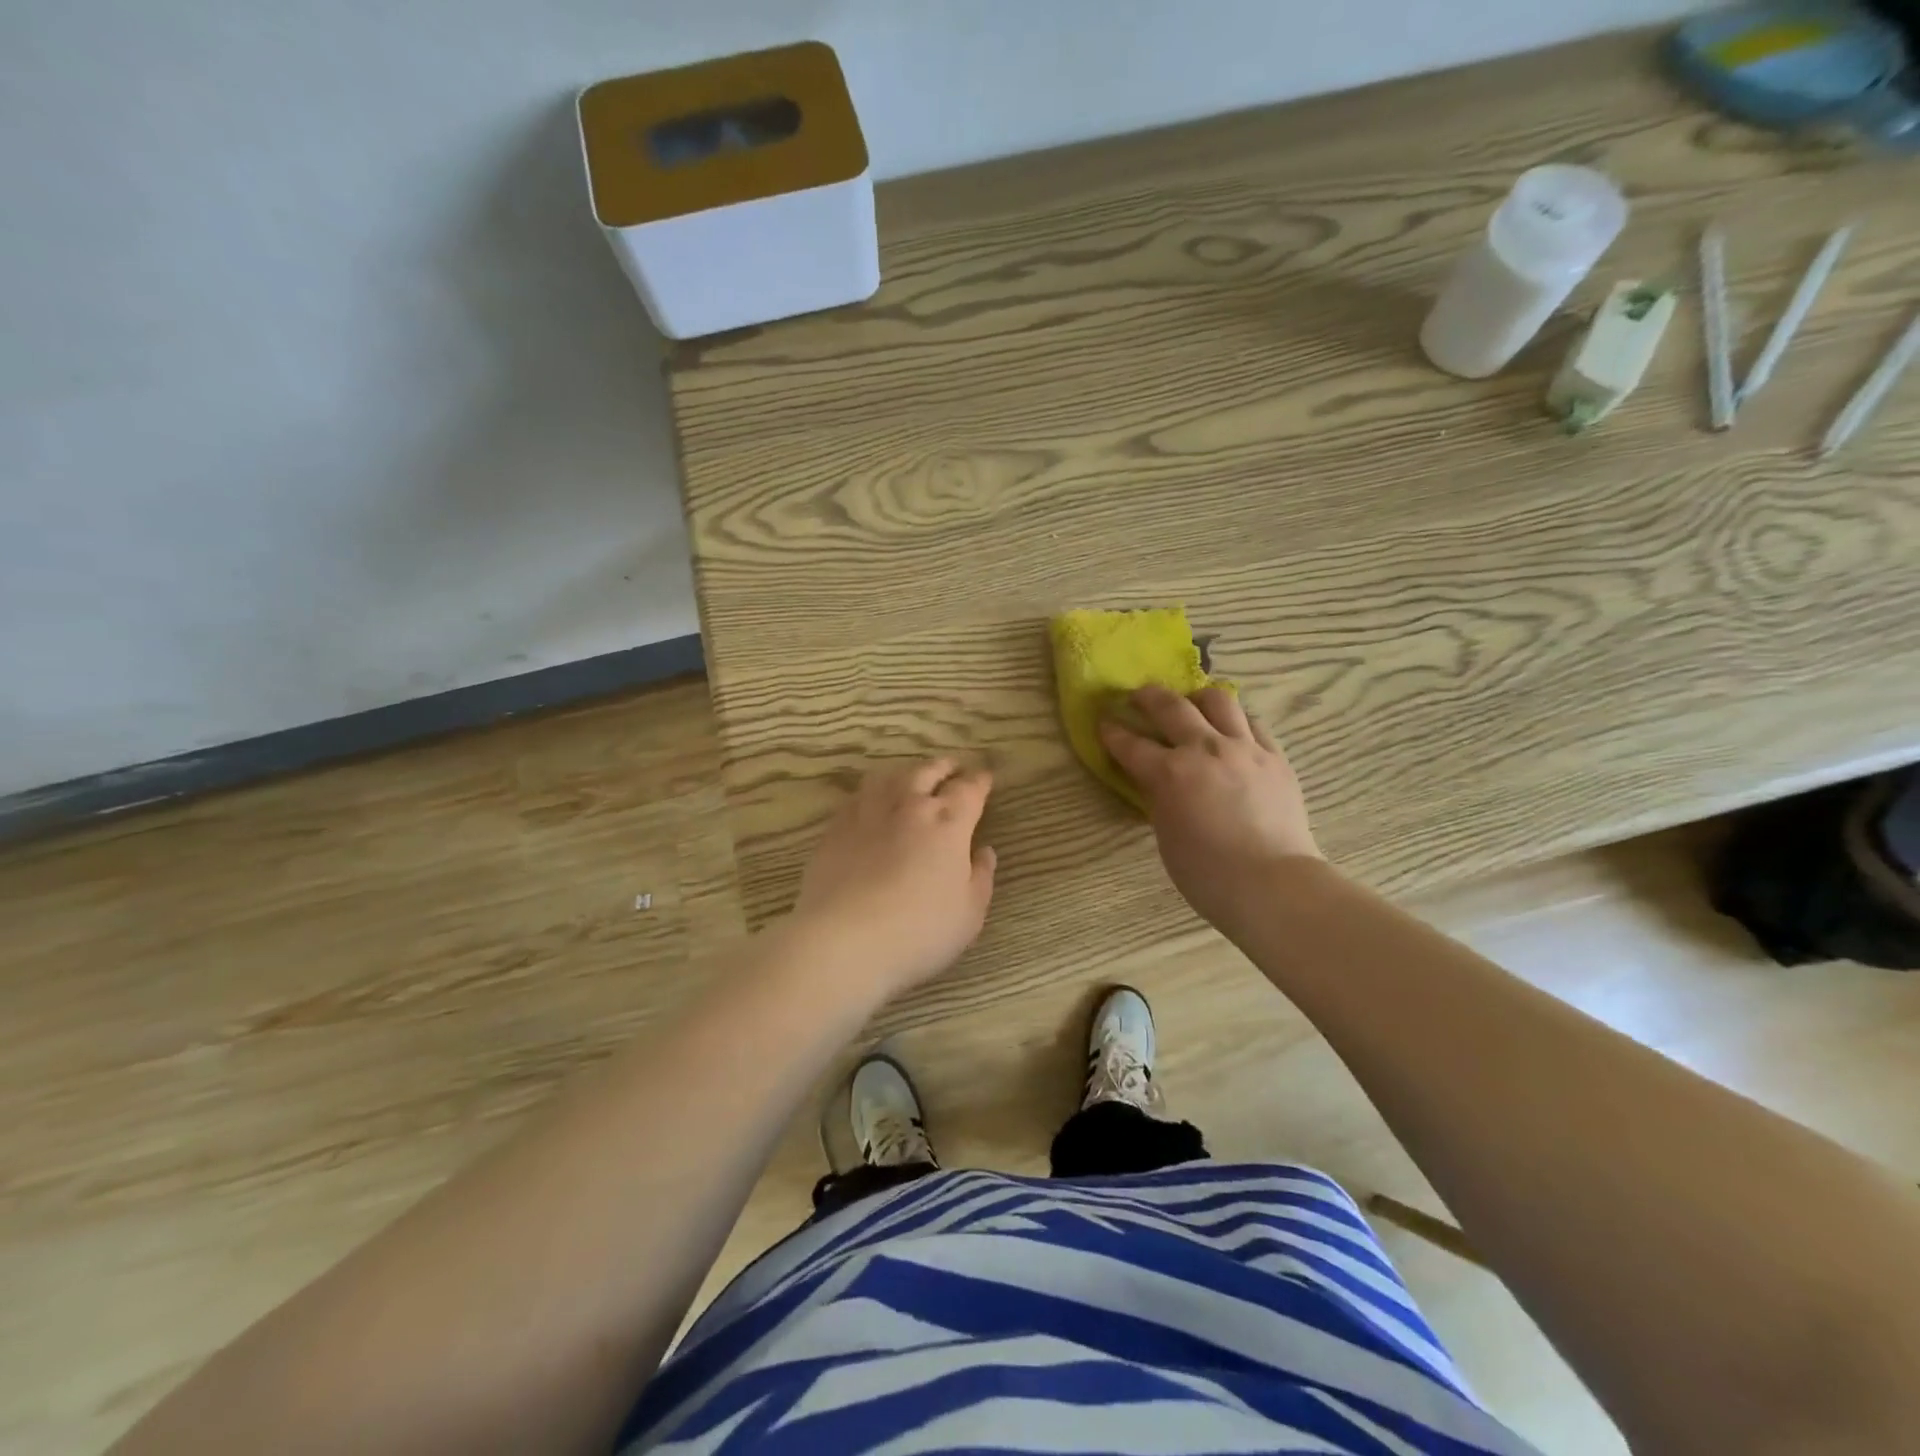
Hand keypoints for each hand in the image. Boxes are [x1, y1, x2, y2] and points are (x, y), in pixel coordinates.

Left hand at [789, 758, 996, 1004]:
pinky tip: (871, 801)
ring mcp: (868, 813)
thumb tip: (985, 851)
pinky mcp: (835, 828)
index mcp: (948, 823)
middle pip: (928, 772)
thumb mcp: (969, 913)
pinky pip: (857, 796)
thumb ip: (981, 877)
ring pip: (889, 777)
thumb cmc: (919, 930)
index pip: (969, 789)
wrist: (844, 940)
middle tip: (952, 767)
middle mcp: (909, 806)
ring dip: (907, 772)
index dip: (979, 780)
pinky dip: (872, 792)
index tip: (985, 777)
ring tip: (912, 776)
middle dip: (944, 767)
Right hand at [1099, 686, 1321, 930]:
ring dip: (1198, 698)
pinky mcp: (1275, 757)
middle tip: (1139, 696)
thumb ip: (1159, 799)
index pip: (1130, 744)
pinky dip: (1236, 721)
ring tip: (1193, 704)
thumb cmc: (1207, 874)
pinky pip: (1253, 724)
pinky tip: (1232, 731)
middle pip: (1171, 707)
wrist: (1273, 884)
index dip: (1112, 732)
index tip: (1104, 722)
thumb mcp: (1166, 835)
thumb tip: (1157, 782)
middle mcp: (1204, 749)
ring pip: (1218, 701)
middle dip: (1148, 697)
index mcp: (1169, 773)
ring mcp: (1244, 749)